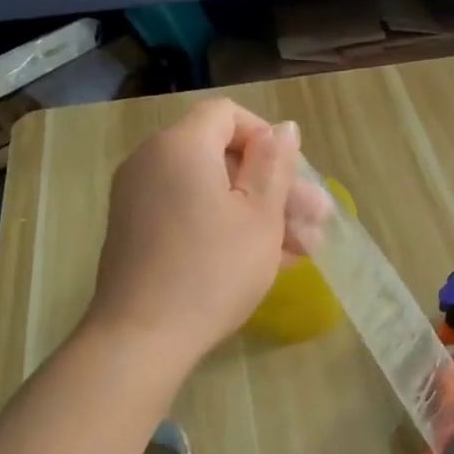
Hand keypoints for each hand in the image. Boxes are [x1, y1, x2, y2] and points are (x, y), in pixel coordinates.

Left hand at [88, 98, 329, 364]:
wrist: (141, 338)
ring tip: (303, 251)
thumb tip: (284, 128)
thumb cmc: (212, 270)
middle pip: (223, 156)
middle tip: (316, 222)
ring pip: (211, 190)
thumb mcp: (259, 216)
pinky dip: (225, 226)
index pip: (227, 115)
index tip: (293, 178)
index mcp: (181, 146)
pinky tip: (267, 260)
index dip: (267, 139)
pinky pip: (189, 212)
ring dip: (258, 213)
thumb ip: (275, 165)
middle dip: (274, 187)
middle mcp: (152, 161)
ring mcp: (139, 198)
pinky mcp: (137, 231)